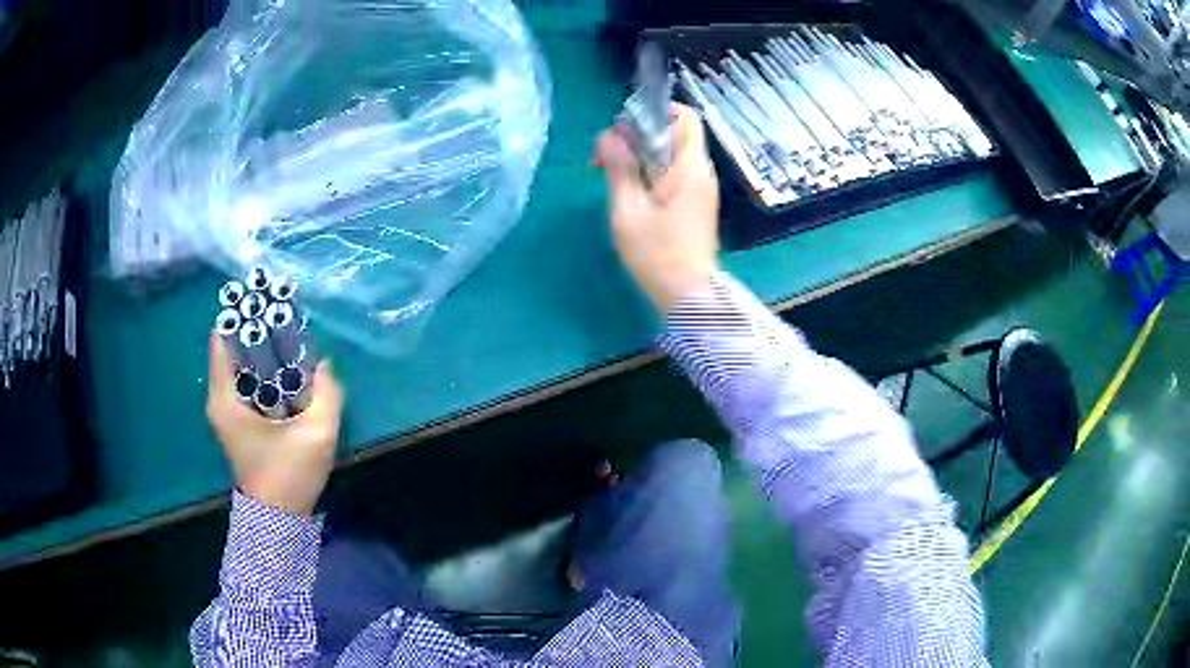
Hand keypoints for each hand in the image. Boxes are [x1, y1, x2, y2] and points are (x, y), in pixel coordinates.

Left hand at [206, 332, 343, 515]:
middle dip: (260, 331)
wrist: (278, 520)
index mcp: (226, 397)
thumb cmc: (289, 477)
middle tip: (290, 326)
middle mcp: (220, 397)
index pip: (223, 335)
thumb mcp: (317, 435)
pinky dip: (266, 371)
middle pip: (234, 346)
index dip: (246, 314)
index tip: (272, 305)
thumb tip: (323, 365)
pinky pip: (249, 381)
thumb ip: (327, 393)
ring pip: (243, 363)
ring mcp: (227, 409)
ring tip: (293, 346)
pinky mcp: (238, 419)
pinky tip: (289, 375)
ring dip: (265, 351)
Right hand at [595, 103, 720, 314]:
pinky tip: (630, 192)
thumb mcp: (628, 209)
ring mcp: (700, 187)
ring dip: (641, 156)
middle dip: (638, 136)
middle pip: (673, 133)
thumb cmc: (657, 254)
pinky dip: (651, 173)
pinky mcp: (695, 203)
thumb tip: (608, 135)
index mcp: (690, 166)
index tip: (624, 131)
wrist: (689, 297)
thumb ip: (619, 167)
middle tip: (606, 158)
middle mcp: (701, 171)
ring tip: (612, 176)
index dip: (654, 113)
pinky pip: (673, 173)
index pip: (684, 116)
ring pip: (671, 153)